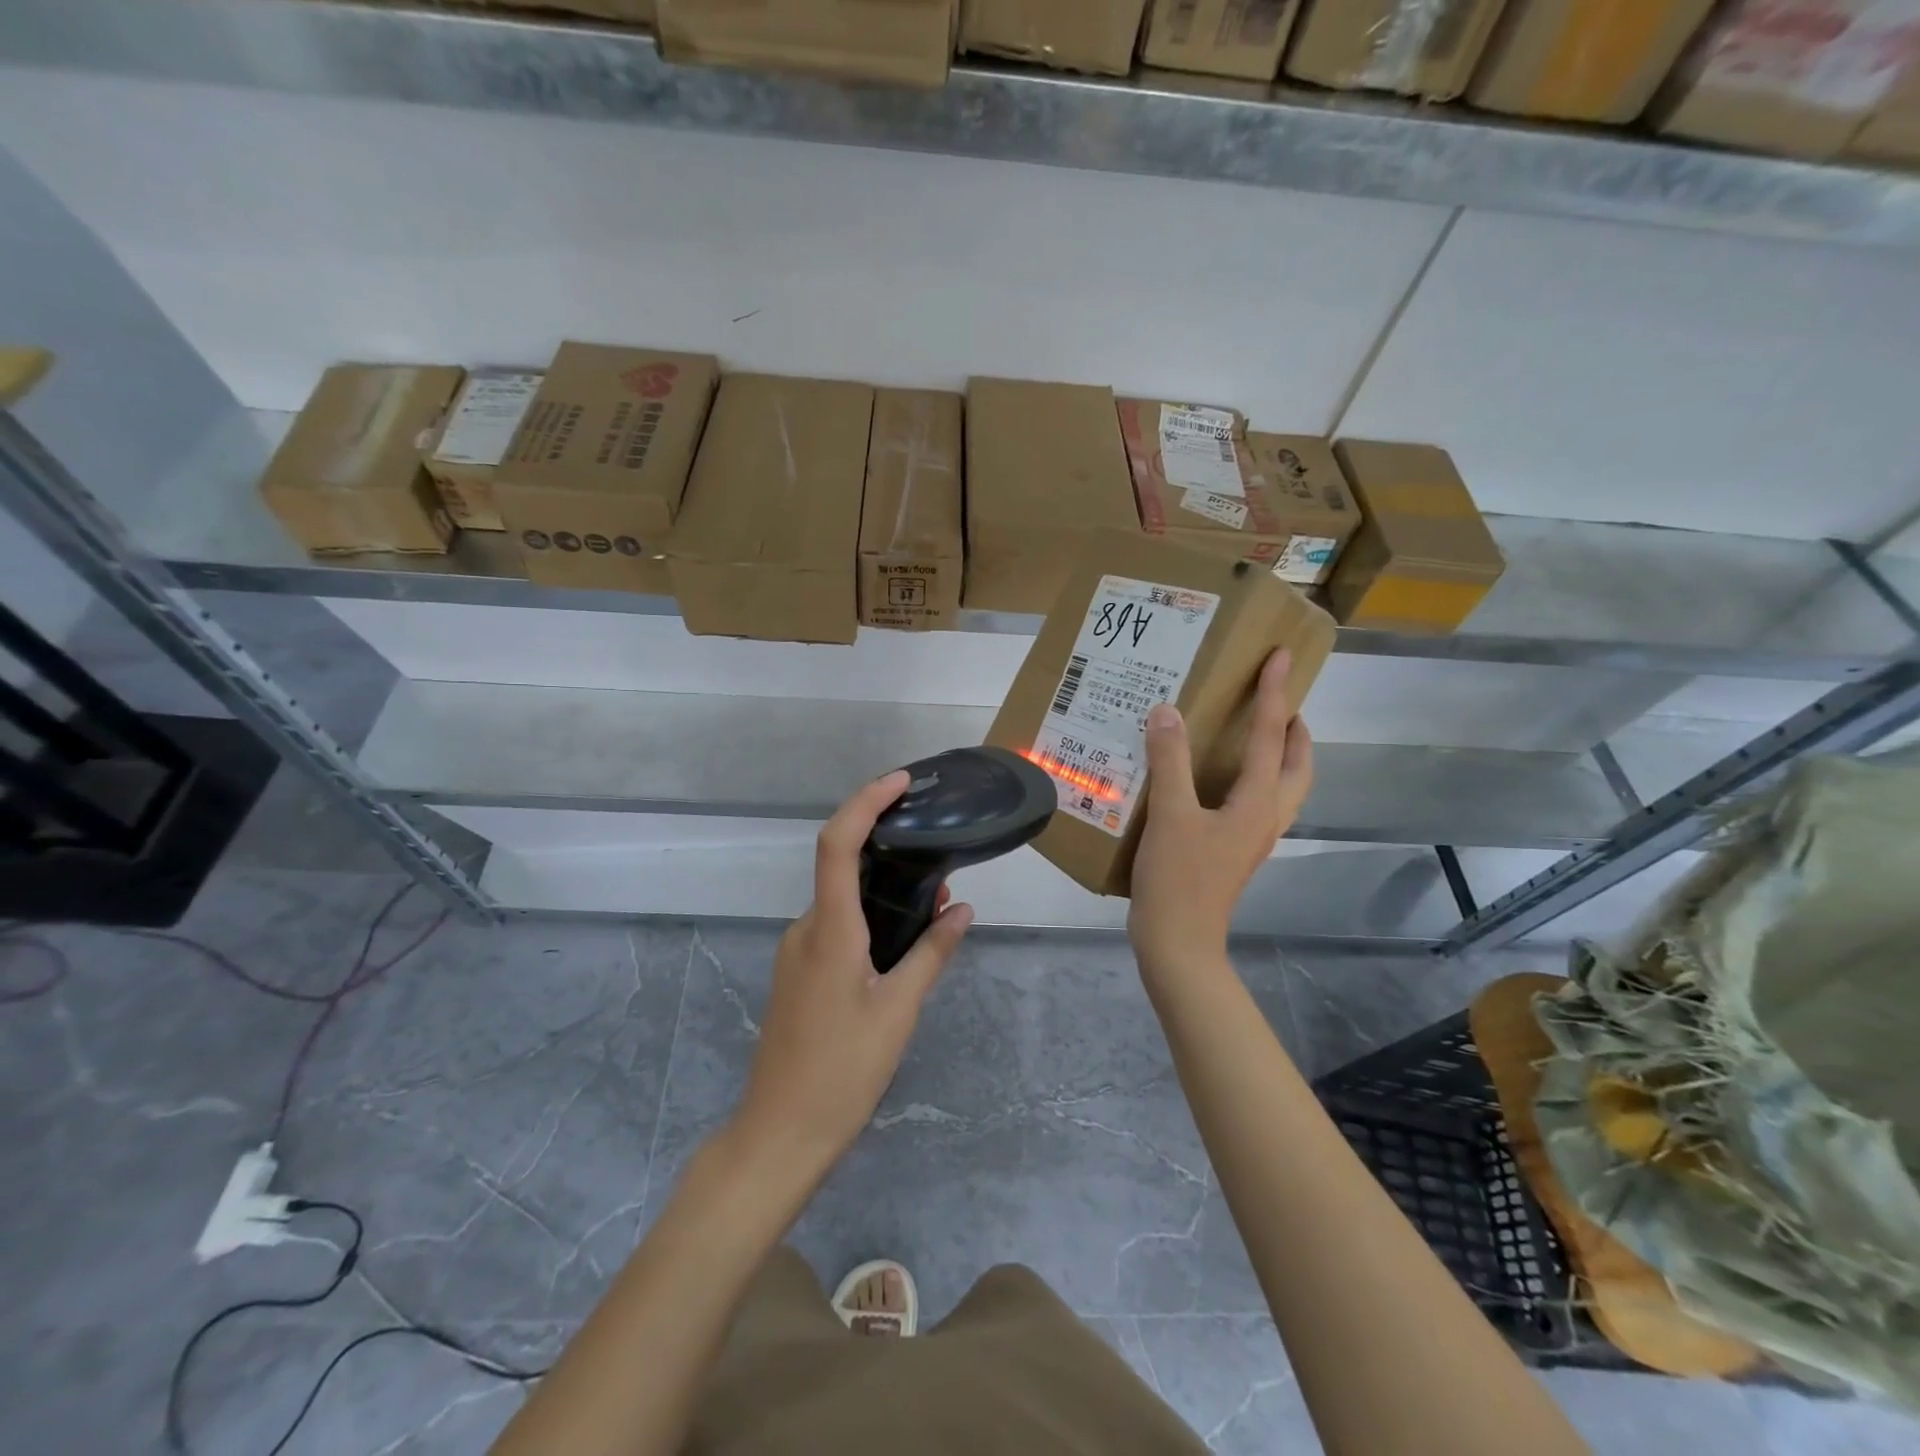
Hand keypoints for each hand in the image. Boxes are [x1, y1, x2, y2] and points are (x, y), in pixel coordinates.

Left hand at [733, 771, 973, 1178]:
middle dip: (887, 851)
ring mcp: (797, 951)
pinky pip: (834, 927)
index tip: (901, 782)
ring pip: (841, 901)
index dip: (865, 802)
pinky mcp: (798, 973)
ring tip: (932, 909)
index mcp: (829, 930)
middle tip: (940, 866)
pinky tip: (899, 947)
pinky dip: (867, 919)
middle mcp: (806, 929)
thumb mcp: (898, 1011)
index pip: (837, 844)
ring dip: (882, 891)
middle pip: (841, 867)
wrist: (780, 1133)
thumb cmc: (842, 1071)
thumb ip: (931, 954)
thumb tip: (962, 911)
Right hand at [1128, 649, 1313, 975]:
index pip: (1271, 735)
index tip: (1280, 656)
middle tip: (1277, 700)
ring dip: (1279, 754)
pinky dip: (1251, 777)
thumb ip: (1169, 761)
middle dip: (1294, 729)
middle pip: (1298, 765)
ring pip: (1282, 786)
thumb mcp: (1169, 814)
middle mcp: (1266, 816)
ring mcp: (1253, 837)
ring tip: (1256, 731)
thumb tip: (1167, 712)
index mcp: (1258, 802)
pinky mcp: (1236, 850)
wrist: (1178, 942)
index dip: (1273, 693)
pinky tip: (1217, 777)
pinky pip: (1257, 801)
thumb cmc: (1178, 879)